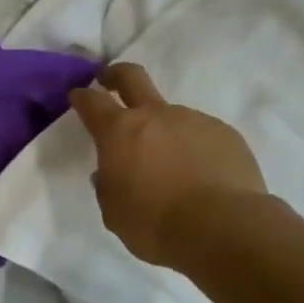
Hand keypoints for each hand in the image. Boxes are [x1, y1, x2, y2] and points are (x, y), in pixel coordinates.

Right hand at [70, 63, 269, 268]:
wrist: (222, 228)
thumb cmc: (155, 223)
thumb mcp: (114, 212)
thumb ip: (108, 186)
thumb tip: (109, 174)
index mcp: (120, 131)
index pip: (92, 102)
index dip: (82, 97)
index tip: (78, 97)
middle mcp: (155, 115)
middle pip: (132, 77)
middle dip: (116, 74)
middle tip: (110, 79)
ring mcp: (193, 120)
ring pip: (172, 116)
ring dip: (165, 132)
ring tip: (173, 166)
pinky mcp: (225, 133)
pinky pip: (202, 135)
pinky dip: (195, 149)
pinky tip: (202, 175)